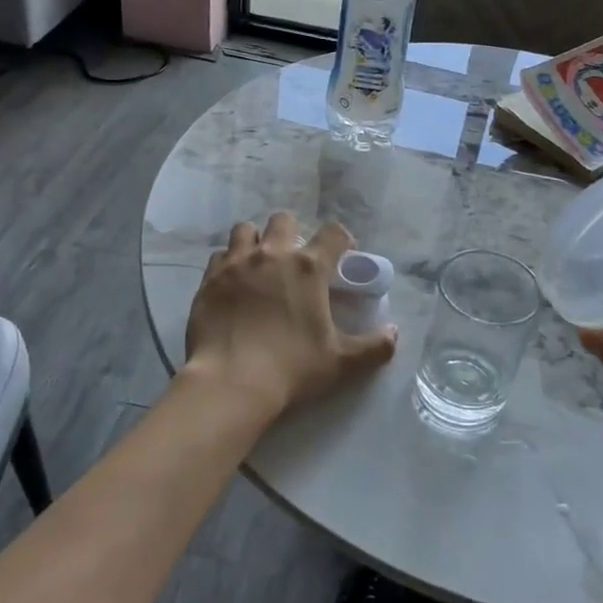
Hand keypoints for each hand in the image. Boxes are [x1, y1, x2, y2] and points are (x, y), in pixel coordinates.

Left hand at [184, 214, 397, 422]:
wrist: (230, 382)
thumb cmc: (292, 368)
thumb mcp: (341, 362)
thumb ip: (374, 347)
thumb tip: (394, 334)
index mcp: (309, 268)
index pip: (334, 232)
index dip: (343, 240)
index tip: (343, 256)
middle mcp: (272, 255)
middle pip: (284, 220)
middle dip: (293, 233)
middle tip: (295, 261)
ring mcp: (236, 264)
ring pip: (246, 231)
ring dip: (256, 241)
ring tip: (259, 265)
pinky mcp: (209, 280)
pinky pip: (219, 257)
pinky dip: (228, 264)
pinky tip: (233, 284)